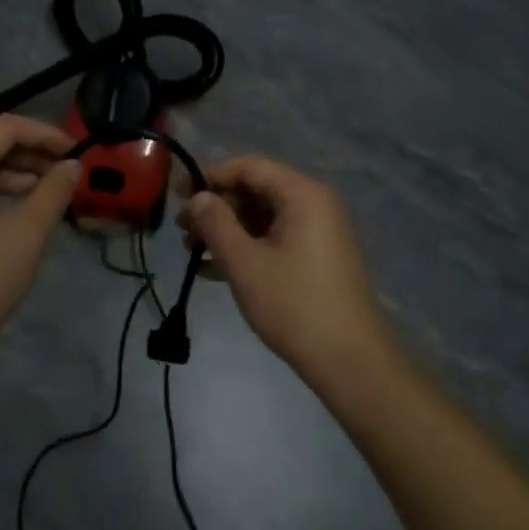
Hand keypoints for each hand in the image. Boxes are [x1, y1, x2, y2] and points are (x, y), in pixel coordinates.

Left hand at [0, 116, 80, 370]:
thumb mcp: (28, 233)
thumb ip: (54, 191)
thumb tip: (74, 165)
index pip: (5, 127)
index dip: (44, 132)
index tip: (75, 150)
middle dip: (32, 152)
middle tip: (68, 171)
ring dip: (17, 172)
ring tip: (52, 192)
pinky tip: (23, 211)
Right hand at [180, 157, 396, 388]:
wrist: (351, 362)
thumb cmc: (295, 305)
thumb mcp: (245, 263)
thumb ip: (216, 223)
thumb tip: (197, 197)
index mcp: (302, 194)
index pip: (248, 167)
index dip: (210, 176)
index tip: (177, 194)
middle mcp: (313, 203)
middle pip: (255, 190)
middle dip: (216, 208)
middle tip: (182, 229)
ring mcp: (317, 231)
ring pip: (262, 217)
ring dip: (226, 230)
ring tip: (191, 251)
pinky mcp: (316, 257)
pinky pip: (274, 238)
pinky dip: (246, 248)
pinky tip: (212, 270)